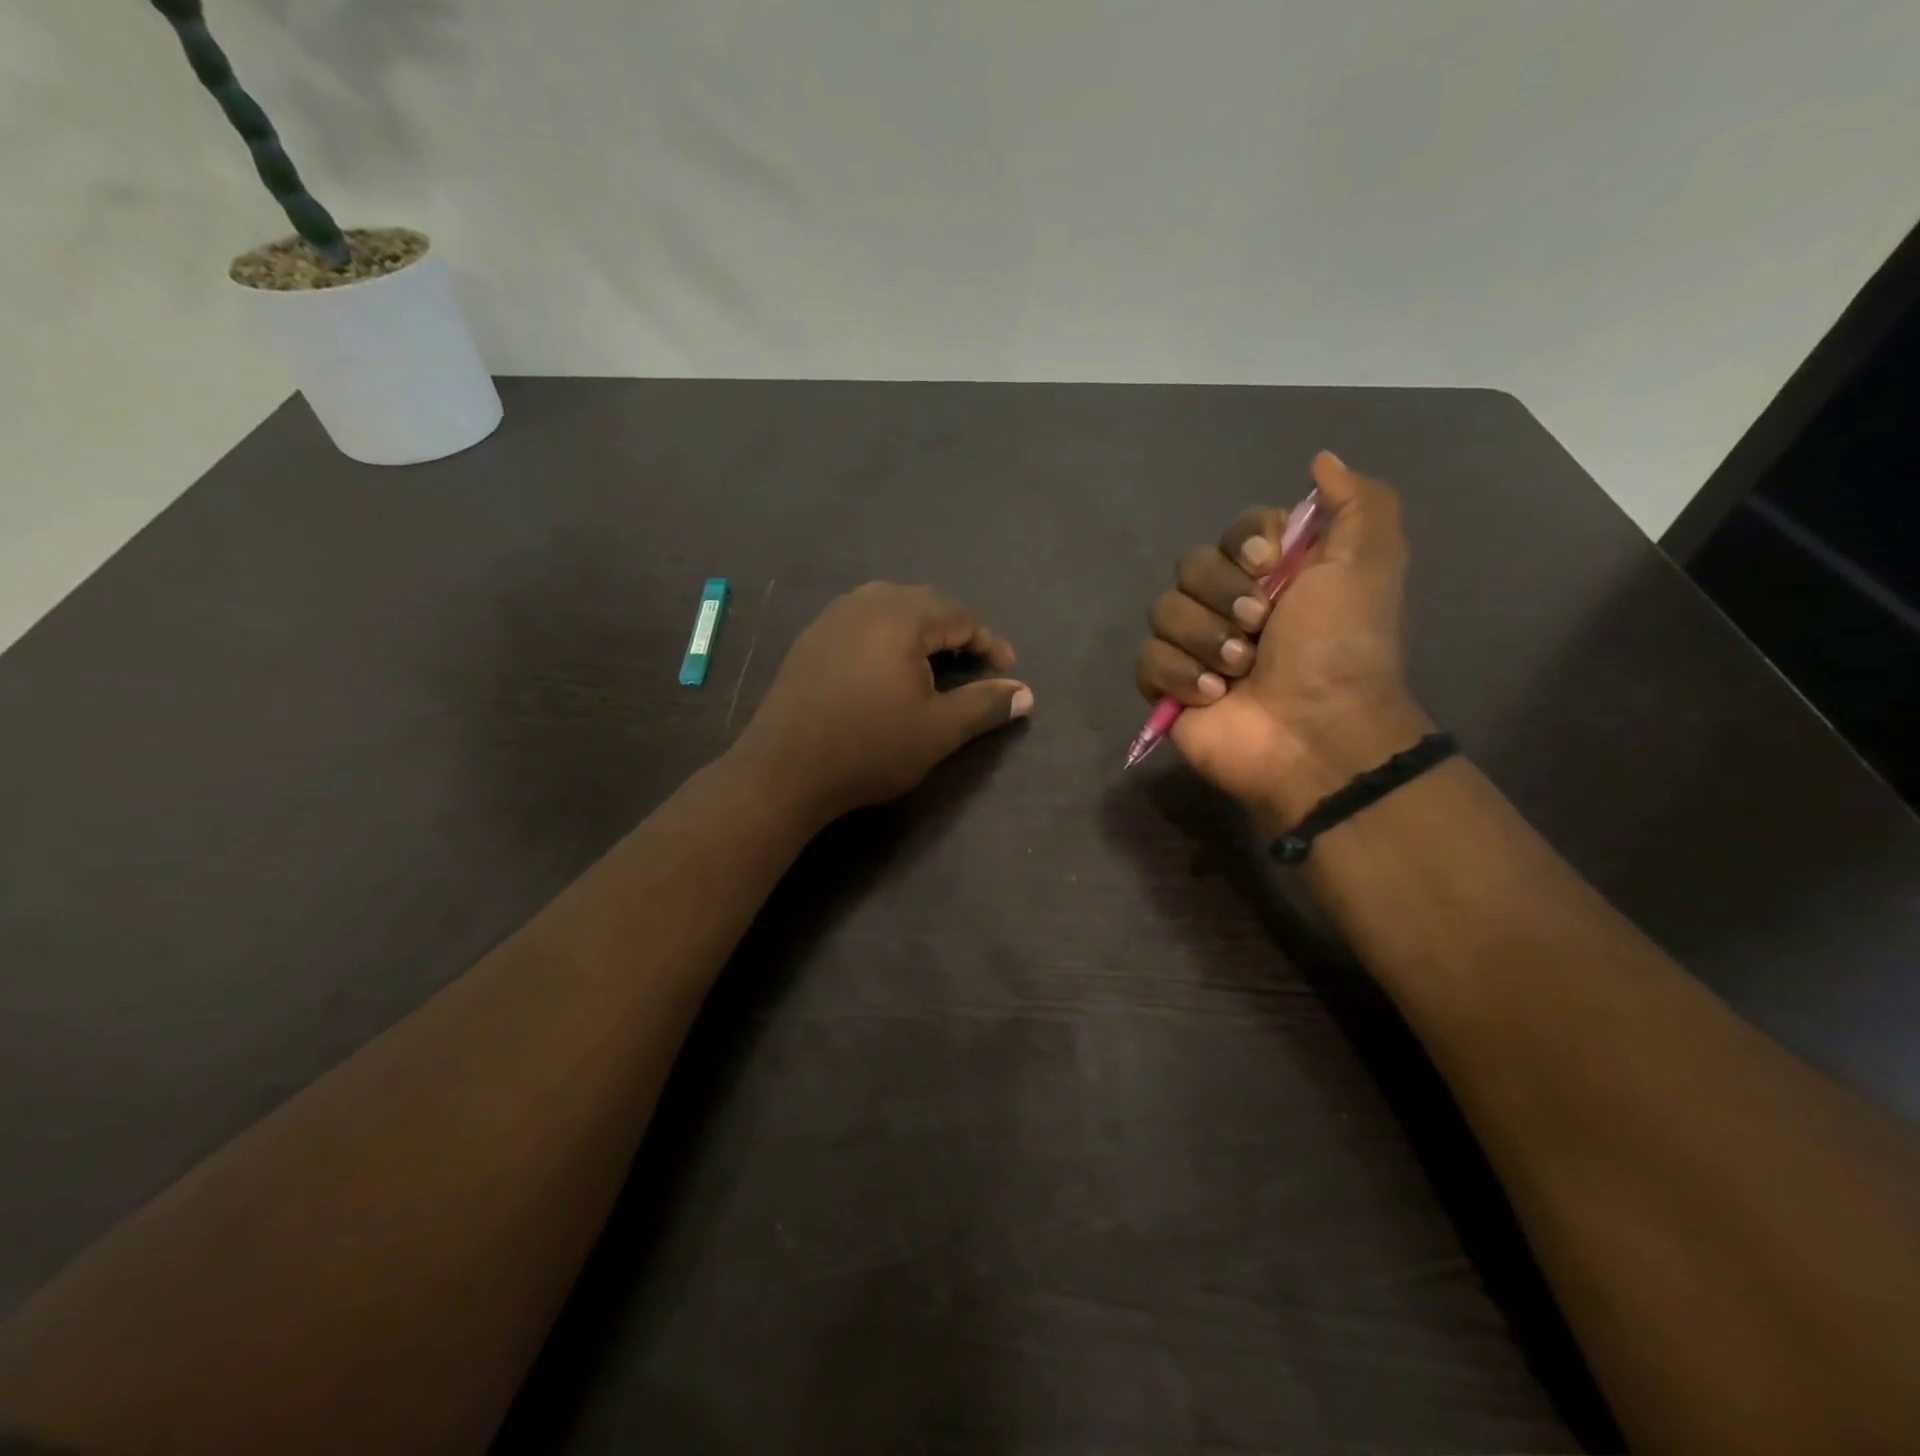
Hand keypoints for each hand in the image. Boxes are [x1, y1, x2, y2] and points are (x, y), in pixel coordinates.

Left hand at [736, 583, 1032, 822]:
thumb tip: (1026, 694)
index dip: (989, 643)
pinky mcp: (811, 638)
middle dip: (956, 630)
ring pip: (890, 607)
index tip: (1006, 671)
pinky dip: (887, 635)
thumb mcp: (938, 730)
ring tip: (935, 662)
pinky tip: (887, 667)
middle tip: (974, 664)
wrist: (784, 770)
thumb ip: (985, 705)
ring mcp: (832, 617)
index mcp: (902, 616)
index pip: (961, 616)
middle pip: (926, 603)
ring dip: (920, 629)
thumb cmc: (869, 747)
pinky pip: (862, 620)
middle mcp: (866, 602)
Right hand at [1134, 452, 1431, 820]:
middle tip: (1260, 628)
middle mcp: (1231, 605)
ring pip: (1163, 610)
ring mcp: (1195, 647)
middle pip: (1190, 566)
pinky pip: (1146, 658)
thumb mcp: (1369, 563)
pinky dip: (1179, 674)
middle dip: (1223, 596)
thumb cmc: (1341, 648)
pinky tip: (1213, 695)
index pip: (1234, 532)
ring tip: (1239, 671)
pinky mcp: (1168, 687)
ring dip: (1205, 639)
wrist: (1315, 732)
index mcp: (1274, 576)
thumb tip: (1321, 461)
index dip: (1243, 544)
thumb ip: (1358, 503)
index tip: (1269, 567)